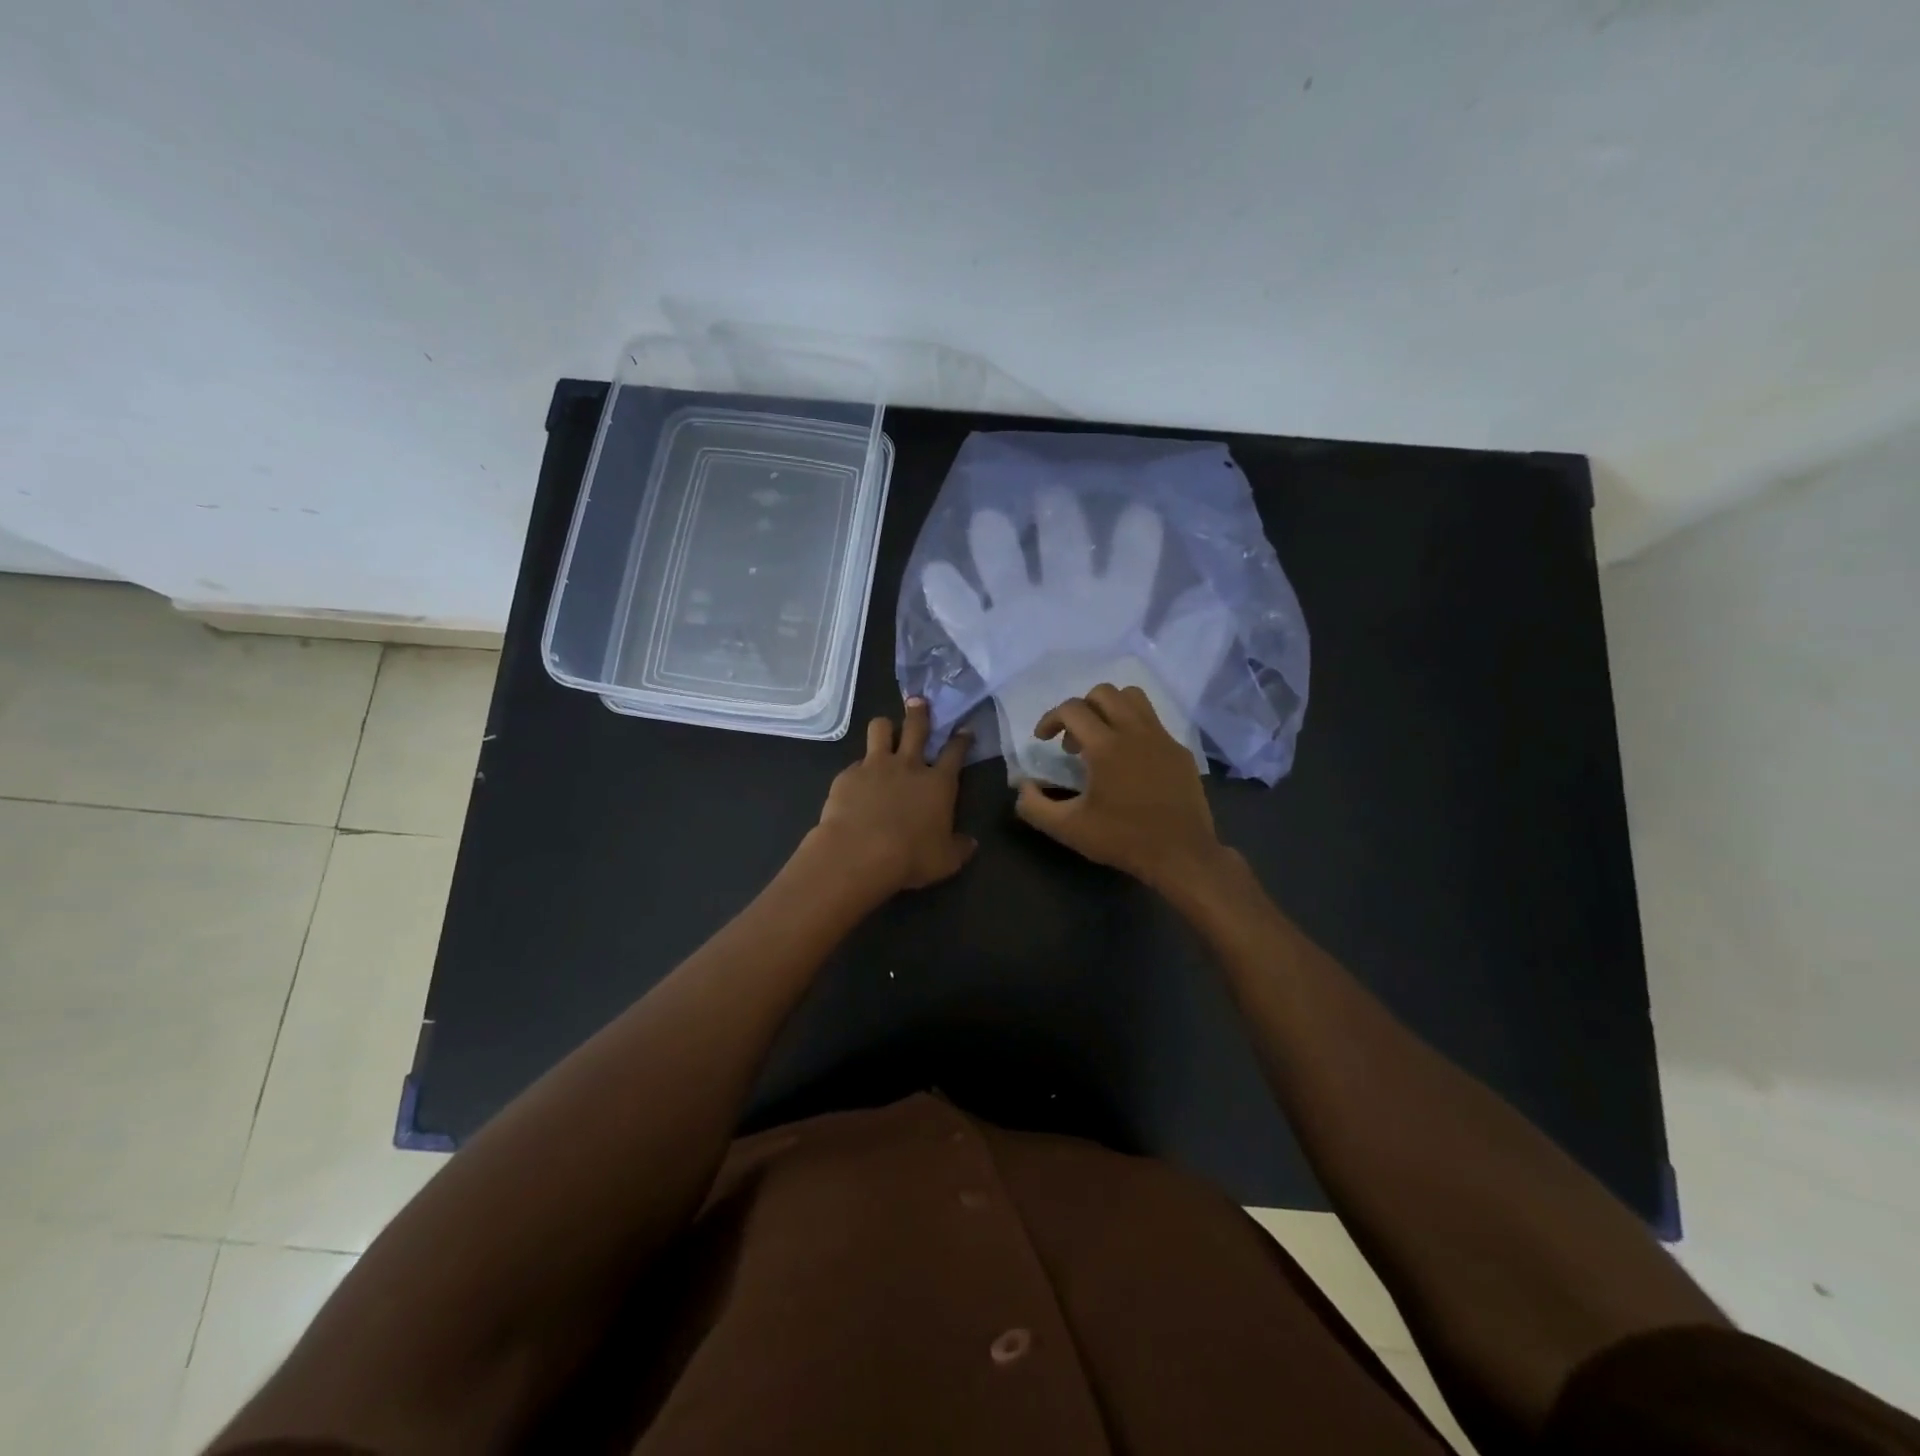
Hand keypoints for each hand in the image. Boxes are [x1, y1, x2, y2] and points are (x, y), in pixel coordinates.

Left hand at [807, 698, 975, 895]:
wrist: (860, 853)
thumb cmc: (910, 857)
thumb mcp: (946, 860)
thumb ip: (960, 848)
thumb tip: (971, 843)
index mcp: (938, 783)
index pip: (955, 752)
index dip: (961, 739)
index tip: (964, 730)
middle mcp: (909, 766)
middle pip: (917, 726)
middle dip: (920, 712)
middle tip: (919, 702)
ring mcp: (876, 766)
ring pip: (880, 728)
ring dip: (885, 727)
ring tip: (885, 730)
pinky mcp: (848, 774)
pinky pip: (855, 762)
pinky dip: (859, 768)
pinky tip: (856, 781)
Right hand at [1013, 683, 1228, 892]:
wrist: (1182, 854)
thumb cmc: (1123, 839)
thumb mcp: (1068, 829)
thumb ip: (1035, 806)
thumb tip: (1022, 786)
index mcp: (1106, 746)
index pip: (1072, 709)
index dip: (1051, 718)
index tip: (1043, 739)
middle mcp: (1135, 731)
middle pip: (1104, 693)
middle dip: (1081, 709)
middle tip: (1073, 741)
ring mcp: (1162, 738)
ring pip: (1133, 698)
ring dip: (1110, 709)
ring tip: (1101, 739)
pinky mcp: (1180, 751)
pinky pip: (1153, 722)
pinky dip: (1134, 728)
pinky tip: (1130, 761)